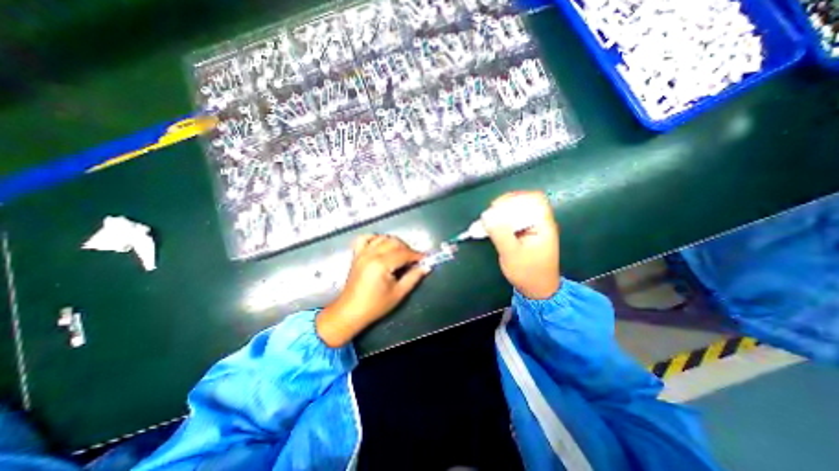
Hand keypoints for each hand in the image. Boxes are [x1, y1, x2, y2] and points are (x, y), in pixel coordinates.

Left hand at [319, 234, 427, 347]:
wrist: (351, 311)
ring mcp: (362, 253)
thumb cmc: (375, 305)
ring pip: (382, 238)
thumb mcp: (398, 293)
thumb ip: (413, 277)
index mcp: (381, 264)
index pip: (404, 253)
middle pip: (394, 242)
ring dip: (394, 243)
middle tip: (414, 259)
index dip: (417, 255)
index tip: (426, 258)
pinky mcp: (356, 255)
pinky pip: (365, 238)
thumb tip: (426, 266)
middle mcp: (371, 254)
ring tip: (400, 253)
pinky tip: (381, 245)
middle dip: (407, 248)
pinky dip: (375, 238)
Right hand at [483, 190, 559, 297]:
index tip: (497, 206)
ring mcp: (533, 228)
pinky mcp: (525, 233)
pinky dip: (502, 221)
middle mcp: (540, 223)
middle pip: (525, 202)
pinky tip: (493, 227)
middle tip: (490, 215)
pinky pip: (513, 220)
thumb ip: (500, 234)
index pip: (534, 199)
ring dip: (502, 213)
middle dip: (505, 205)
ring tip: (489, 221)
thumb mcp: (512, 254)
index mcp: (543, 225)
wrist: (537, 289)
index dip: (516, 198)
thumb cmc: (528, 273)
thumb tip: (486, 215)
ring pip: (518, 211)